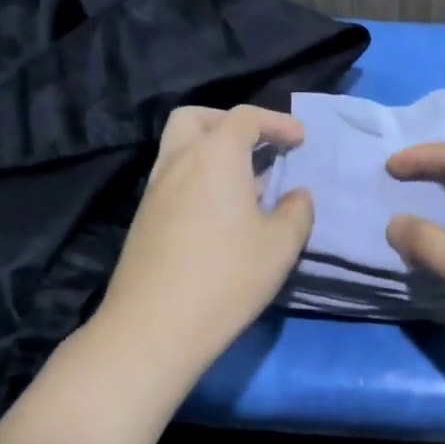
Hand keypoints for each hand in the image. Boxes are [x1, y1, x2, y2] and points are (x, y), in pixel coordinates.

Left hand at [86, 105, 312, 386]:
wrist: (155, 326)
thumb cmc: (228, 277)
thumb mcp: (281, 246)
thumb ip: (297, 212)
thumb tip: (297, 195)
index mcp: (215, 156)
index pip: (245, 118)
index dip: (277, 122)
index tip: (300, 138)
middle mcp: (178, 162)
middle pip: (197, 118)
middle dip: (231, 123)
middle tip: (259, 145)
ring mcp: (155, 190)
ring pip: (180, 149)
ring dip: (213, 152)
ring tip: (247, 184)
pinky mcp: (144, 219)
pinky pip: (174, 178)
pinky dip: (199, 178)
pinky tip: (222, 213)